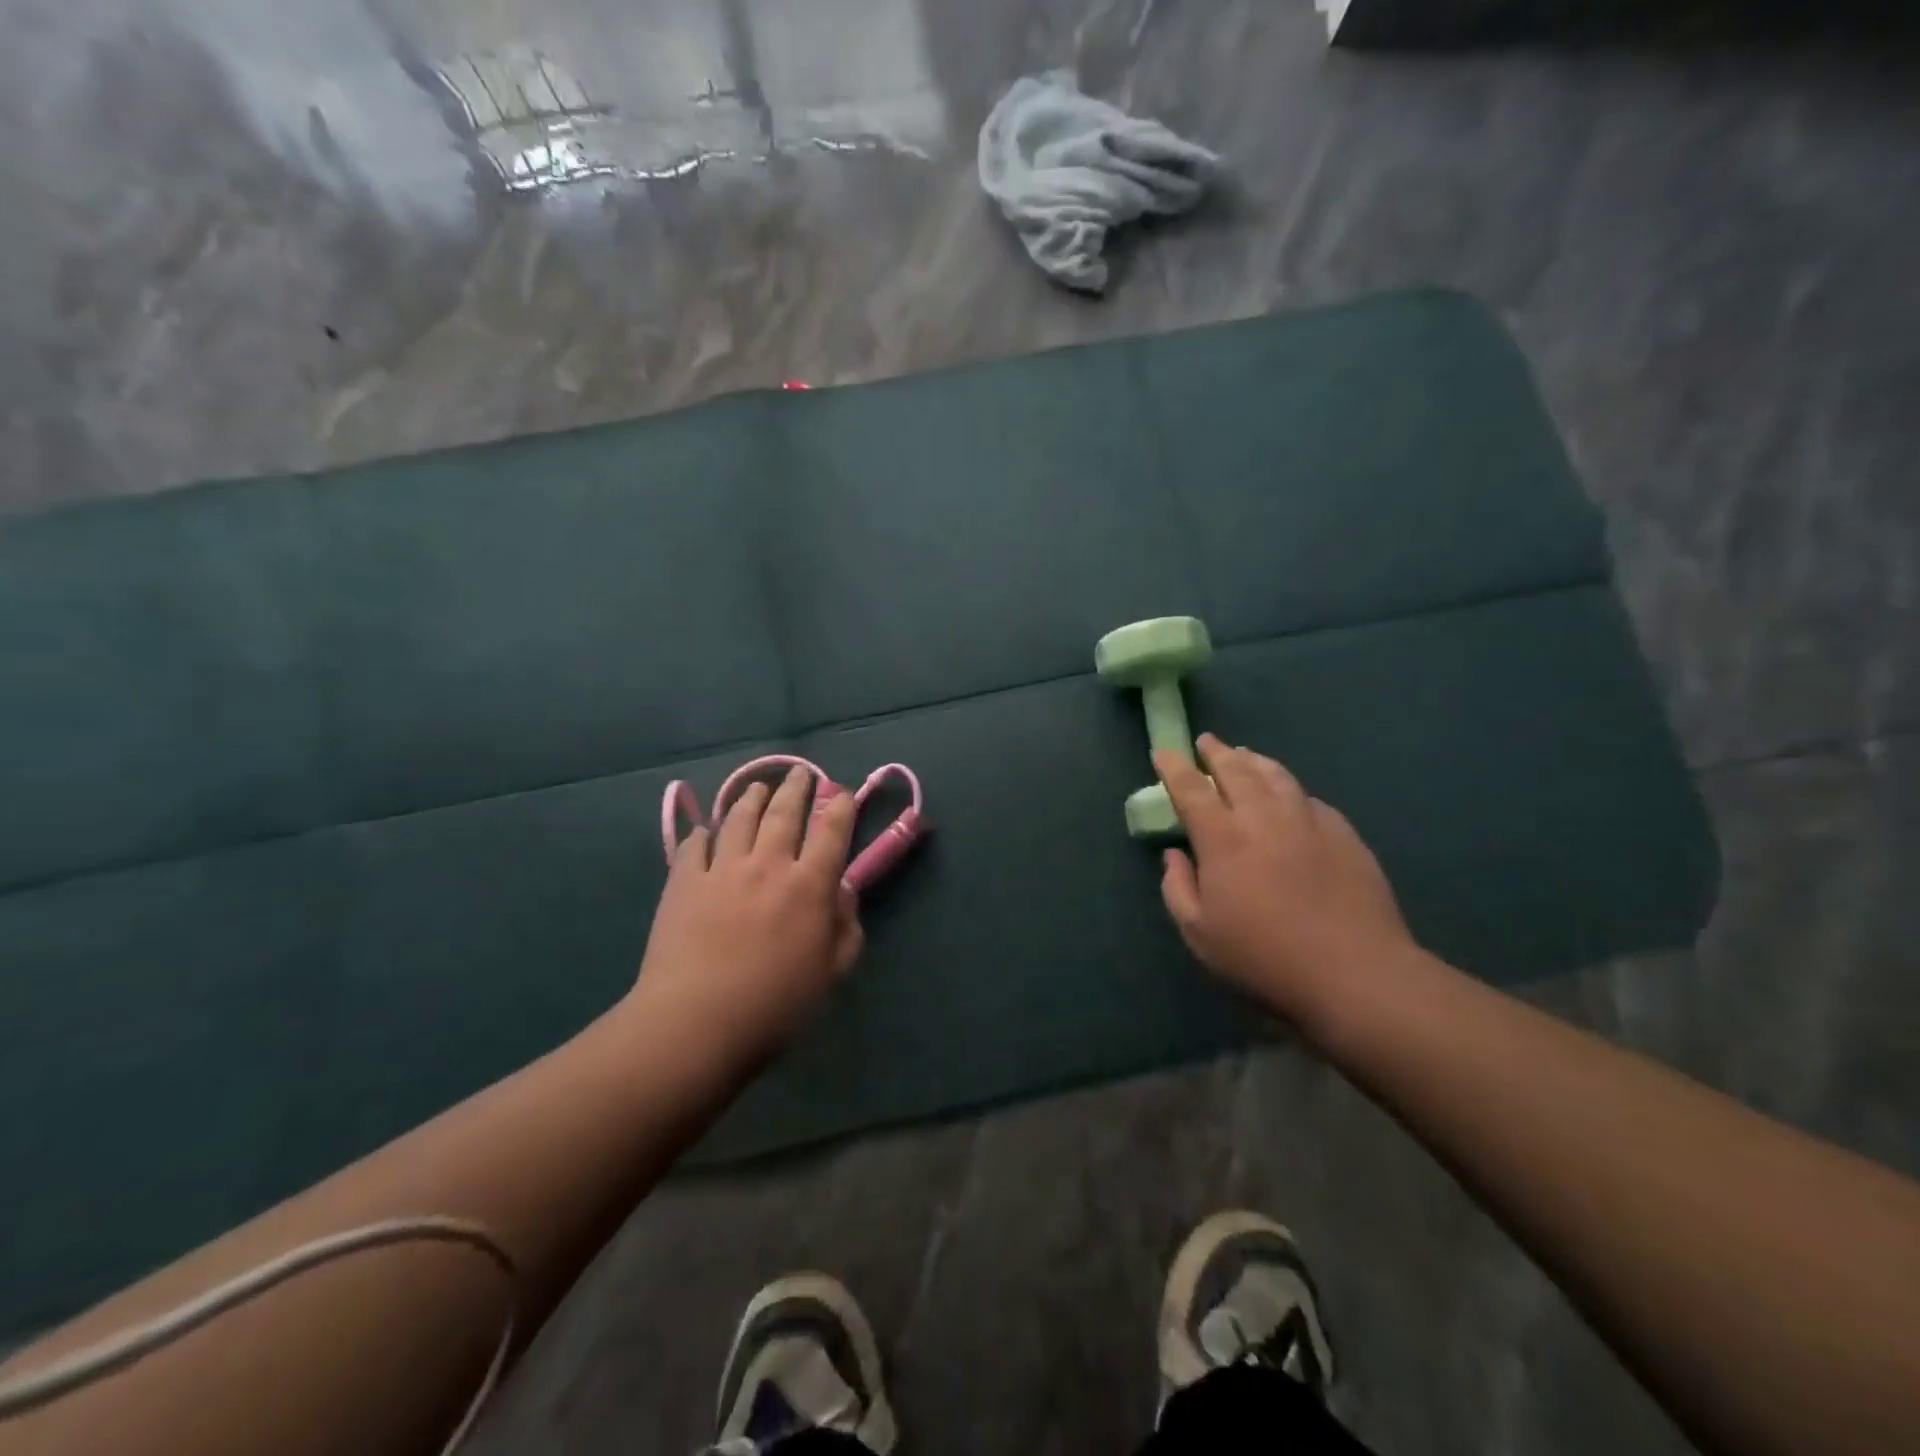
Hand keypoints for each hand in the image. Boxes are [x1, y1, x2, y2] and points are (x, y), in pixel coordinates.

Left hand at [631, 766, 862, 1067]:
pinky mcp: (683, 882)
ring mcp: (722, 869)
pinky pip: (695, 845)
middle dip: (797, 787)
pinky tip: (707, 831)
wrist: (695, 1023)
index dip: (840, 807)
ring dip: (752, 798)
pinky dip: (704, 833)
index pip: (831, 832)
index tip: (842, 794)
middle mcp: (768, 864)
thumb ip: (846, 928)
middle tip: (801, 772)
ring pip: (739, 818)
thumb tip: (844, 893)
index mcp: (809, 886)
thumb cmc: (774, 1005)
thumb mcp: (831, 973)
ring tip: (759, 788)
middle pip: (785, 812)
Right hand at [1155, 735, 1419, 1029]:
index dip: (1174, 767)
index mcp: (1223, 839)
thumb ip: (1178, 888)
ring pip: (1277, 776)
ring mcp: (1308, 822)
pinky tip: (1290, 795)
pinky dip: (1290, 789)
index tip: (1163, 751)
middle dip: (1217, 753)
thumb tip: (1175, 855)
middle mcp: (1264, 818)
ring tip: (1244, 755)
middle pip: (1237, 771)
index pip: (1191, 789)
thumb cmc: (1264, 957)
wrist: (1355, 973)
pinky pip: (1310, 799)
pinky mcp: (1344, 835)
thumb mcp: (1199, 934)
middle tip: (1207, 742)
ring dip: (1255, 761)